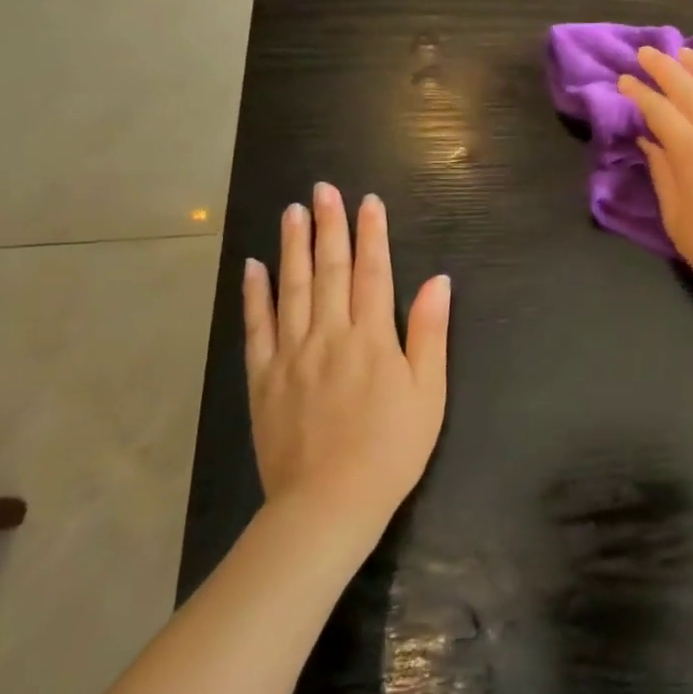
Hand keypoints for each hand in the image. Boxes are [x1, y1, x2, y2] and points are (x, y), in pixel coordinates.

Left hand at [242, 184, 451, 532]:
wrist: (328, 504)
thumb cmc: (392, 448)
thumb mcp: (429, 392)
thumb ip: (430, 333)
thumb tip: (437, 281)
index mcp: (372, 338)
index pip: (372, 272)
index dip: (372, 234)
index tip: (368, 201)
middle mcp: (329, 335)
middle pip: (330, 270)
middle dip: (329, 226)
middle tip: (323, 189)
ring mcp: (292, 355)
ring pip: (292, 289)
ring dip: (293, 247)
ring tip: (292, 212)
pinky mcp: (264, 379)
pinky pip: (258, 327)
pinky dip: (255, 295)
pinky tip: (254, 267)